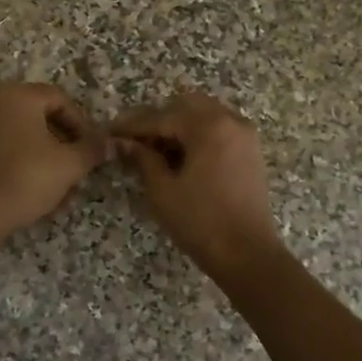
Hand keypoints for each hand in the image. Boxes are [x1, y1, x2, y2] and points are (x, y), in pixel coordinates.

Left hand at [0, 83, 108, 237]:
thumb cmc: (27, 178)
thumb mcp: (70, 164)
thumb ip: (93, 148)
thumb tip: (109, 142)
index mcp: (19, 96)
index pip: (61, 99)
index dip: (82, 124)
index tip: (91, 150)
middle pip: (42, 118)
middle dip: (65, 146)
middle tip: (79, 170)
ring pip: (26, 138)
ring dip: (49, 160)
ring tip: (63, 192)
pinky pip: (8, 150)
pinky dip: (27, 166)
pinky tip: (40, 195)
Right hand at [112, 90, 282, 279]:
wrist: (248, 254)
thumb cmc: (200, 222)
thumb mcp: (162, 190)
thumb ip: (142, 159)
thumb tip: (123, 142)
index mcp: (209, 126)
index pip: (162, 117)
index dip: (133, 126)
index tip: (110, 132)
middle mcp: (230, 121)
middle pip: (185, 106)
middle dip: (158, 120)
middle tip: (133, 141)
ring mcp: (245, 135)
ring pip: (204, 115)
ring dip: (178, 125)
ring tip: (154, 150)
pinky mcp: (250, 151)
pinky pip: (219, 129)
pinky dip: (197, 135)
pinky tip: (180, 157)